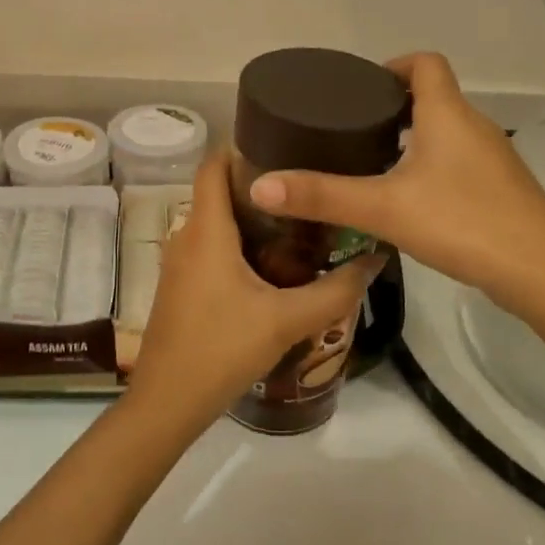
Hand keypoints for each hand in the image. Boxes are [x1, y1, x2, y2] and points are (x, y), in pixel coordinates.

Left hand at [126, 150, 385, 429]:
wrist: (167, 403)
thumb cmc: (222, 349)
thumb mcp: (287, 320)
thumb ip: (336, 291)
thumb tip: (376, 260)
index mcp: (206, 230)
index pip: (213, 165)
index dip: (243, 145)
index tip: (287, 141)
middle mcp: (186, 237)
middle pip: (219, 192)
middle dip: (261, 185)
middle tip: (308, 186)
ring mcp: (179, 264)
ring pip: (216, 224)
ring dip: (252, 218)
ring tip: (300, 221)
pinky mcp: (181, 287)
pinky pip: (211, 249)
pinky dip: (239, 244)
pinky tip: (274, 265)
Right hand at [247, 53, 544, 315]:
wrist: (542, 273)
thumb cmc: (462, 222)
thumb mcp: (383, 208)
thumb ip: (322, 197)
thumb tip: (260, 188)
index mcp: (447, 114)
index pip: (425, 63)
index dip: (393, 66)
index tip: (360, 90)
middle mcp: (474, 127)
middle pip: (434, 98)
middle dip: (394, 108)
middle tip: (352, 131)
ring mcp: (493, 159)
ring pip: (447, 133)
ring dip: (412, 139)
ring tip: (371, 164)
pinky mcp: (501, 190)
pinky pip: (459, 162)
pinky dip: (432, 167)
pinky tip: (410, 200)